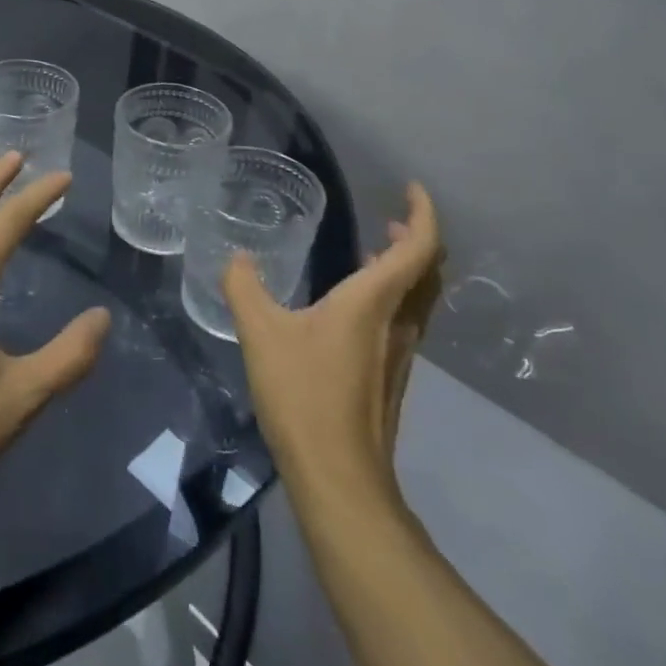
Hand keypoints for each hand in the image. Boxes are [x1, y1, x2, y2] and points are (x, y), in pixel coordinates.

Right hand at [224, 182, 442, 510]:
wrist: (339, 478)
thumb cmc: (304, 395)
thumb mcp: (260, 333)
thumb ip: (244, 288)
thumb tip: (236, 258)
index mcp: (374, 302)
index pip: (420, 247)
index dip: (423, 212)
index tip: (411, 187)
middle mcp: (398, 323)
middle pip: (430, 271)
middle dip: (416, 237)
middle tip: (390, 218)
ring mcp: (400, 354)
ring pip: (420, 298)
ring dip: (406, 268)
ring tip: (374, 251)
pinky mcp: (391, 377)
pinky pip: (404, 320)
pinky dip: (393, 295)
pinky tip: (354, 306)